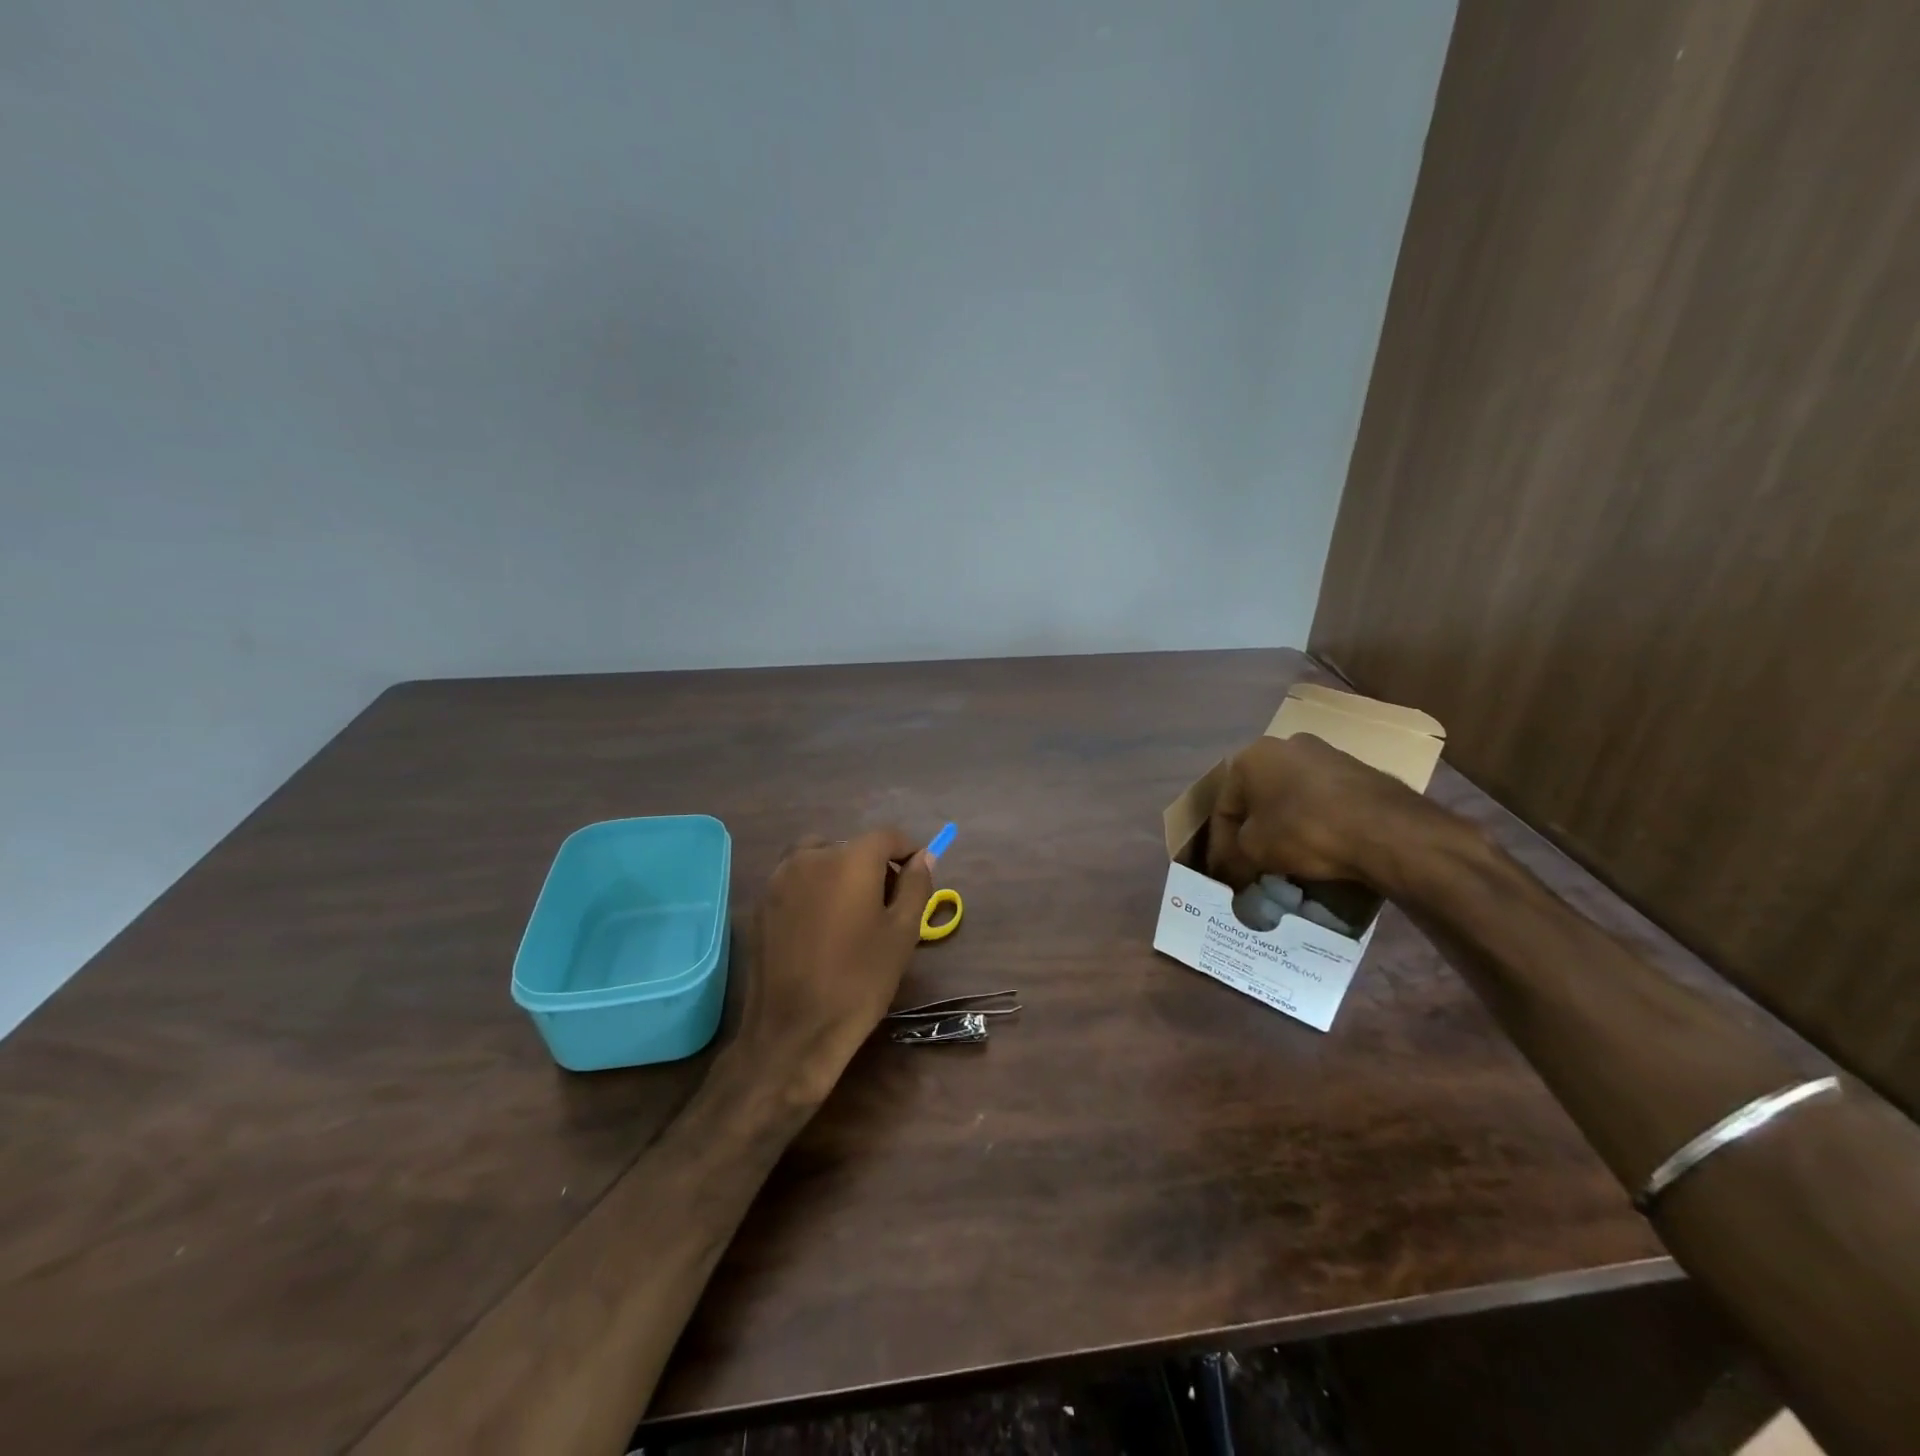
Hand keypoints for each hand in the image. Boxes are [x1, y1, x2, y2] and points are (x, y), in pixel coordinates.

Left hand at [737, 828, 934, 1102]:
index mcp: (849, 859)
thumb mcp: (902, 933)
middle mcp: (810, 856)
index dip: (907, 852)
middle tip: (887, 904)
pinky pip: (796, 881)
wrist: (793, 1031)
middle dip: (873, 865)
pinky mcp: (761, 903)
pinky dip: (814, 890)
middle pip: (851, 846)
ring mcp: (779, 879)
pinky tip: (821, 928)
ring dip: (840, 874)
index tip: (916, 878)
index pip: (886, 836)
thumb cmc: (858, 980)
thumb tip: (923, 857)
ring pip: (820, 859)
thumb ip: (916, 886)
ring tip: (851, 914)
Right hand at [1205, 733, 1435, 889]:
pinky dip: (1313, 822)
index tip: (1225, 875)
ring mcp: (1325, 754)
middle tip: (1252, 865)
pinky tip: (1319, 848)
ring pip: (1290, 797)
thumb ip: (1235, 856)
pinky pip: (1321, 800)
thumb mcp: (1254, 850)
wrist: (1387, 829)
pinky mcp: (1358, 770)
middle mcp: (1284, 744)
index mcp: (1250, 756)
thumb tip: (1231, 872)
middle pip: (1257, 798)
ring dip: (1283, 826)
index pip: (1224, 807)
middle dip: (1252, 832)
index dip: (1220, 846)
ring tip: (1286, 860)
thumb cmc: (1305, 830)